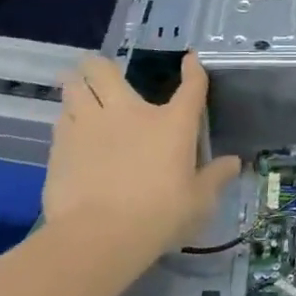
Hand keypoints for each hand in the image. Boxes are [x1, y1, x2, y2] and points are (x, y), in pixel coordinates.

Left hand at [41, 52, 241, 279]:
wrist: (100, 235)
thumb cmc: (159, 214)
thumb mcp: (198, 201)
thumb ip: (215, 177)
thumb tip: (233, 162)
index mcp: (172, 123)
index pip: (191, 87)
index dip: (193, 70)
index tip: (190, 60)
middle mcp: (128, 112)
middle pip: (103, 70)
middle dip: (99, 66)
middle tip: (102, 72)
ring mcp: (89, 126)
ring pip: (73, 88)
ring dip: (77, 88)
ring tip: (80, 95)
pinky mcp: (61, 146)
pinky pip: (61, 120)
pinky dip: (66, 120)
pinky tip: (71, 133)